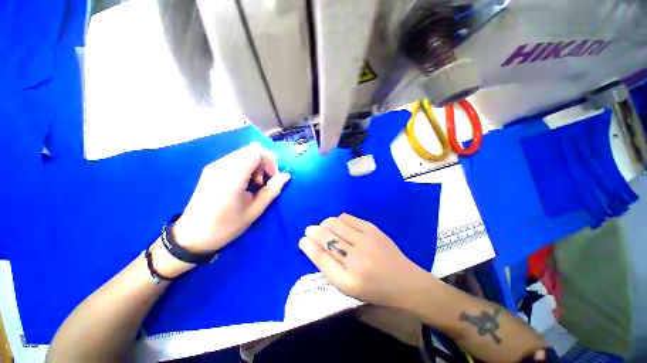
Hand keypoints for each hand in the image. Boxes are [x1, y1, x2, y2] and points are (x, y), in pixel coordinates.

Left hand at [173, 143, 290, 252]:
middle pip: (251, 150)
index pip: (257, 152)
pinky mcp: (211, 169)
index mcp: (232, 176)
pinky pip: (235, 159)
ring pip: (243, 153)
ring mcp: (214, 166)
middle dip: (264, 162)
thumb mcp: (255, 210)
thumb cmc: (227, 226)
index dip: (270, 162)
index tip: (272, 178)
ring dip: (255, 165)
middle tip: (264, 182)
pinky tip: (244, 183)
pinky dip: (245, 166)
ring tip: (254, 184)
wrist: (193, 236)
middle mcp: (222, 165)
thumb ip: (272, 190)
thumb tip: (286, 175)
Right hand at [299, 214, 429, 308]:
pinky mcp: (373, 229)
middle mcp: (356, 258)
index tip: (302, 240)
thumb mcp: (348, 288)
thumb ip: (329, 268)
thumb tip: (312, 247)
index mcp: (349, 279)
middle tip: (310, 231)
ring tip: (325, 228)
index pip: (320, 256)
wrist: (405, 282)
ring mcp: (366, 240)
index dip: (308, 245)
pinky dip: (339, 220)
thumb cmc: (374, 289)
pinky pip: (348, 217)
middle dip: (313, 231)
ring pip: (335, 223)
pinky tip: (340, 226)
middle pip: (326, 236)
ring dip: (325, 224)